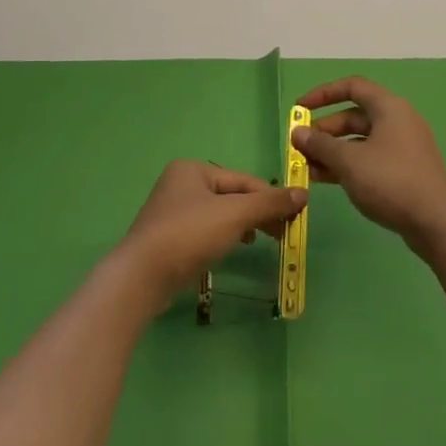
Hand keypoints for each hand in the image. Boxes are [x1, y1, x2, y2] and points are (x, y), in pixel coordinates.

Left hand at [118, 160, 303, 307]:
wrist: (142, 276)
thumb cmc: (189, 234)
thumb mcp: (235, 215)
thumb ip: (269, 203)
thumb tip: (303, 193)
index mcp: (193, 169)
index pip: (243, 180)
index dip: (271, 196)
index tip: (295, 216)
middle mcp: (180, 184)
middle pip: (232, 195)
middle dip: (258, 212)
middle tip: (284, 231)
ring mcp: (172, 212)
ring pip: (220, 214)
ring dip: (244, 225)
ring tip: (263, 239)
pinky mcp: (169, 238)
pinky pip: (206, 230)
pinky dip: (225, 236)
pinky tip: (235, 247)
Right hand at [291, 77, 445, 257]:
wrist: (436, 223)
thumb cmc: (390, 181)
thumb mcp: (349, 161)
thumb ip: (320, 144)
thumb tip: (298, 132)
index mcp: (389, 108)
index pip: (352, 87)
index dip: (322, 94)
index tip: (299, 110)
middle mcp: (397, 121)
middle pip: (353, 116)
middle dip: (324, 130)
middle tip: (300, 148)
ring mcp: (402, 147)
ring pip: (359, 140)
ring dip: (332, 151)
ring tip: (307, 168)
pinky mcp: (403, 170)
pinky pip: (369, 159)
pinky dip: (347, 165)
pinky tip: (325, 180)